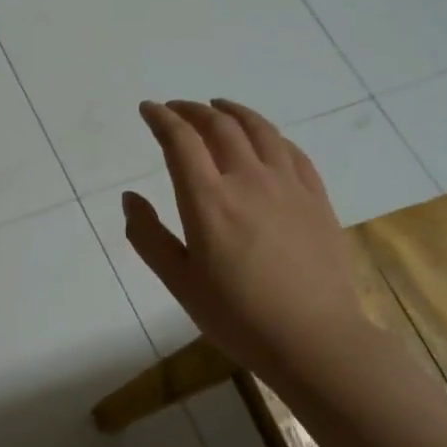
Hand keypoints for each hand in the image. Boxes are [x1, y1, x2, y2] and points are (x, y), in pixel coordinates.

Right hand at [123, 99, 368, 378]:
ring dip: (232, 111)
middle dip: (192, 110)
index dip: (161, 119)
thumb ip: (148, 236)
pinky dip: (269, 135)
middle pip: (219, 126)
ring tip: (217, 106)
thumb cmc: (237, 316)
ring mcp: (288, 186)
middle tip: (175, 108)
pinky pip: (291, 151)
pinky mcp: (317, 198)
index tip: (148, 109)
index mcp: (208, 201)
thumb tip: (129, 197)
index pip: (180, 141)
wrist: (315, 339)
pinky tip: (264, 139)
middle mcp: (248, 180)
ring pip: (259, 130)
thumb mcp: (179, 282)